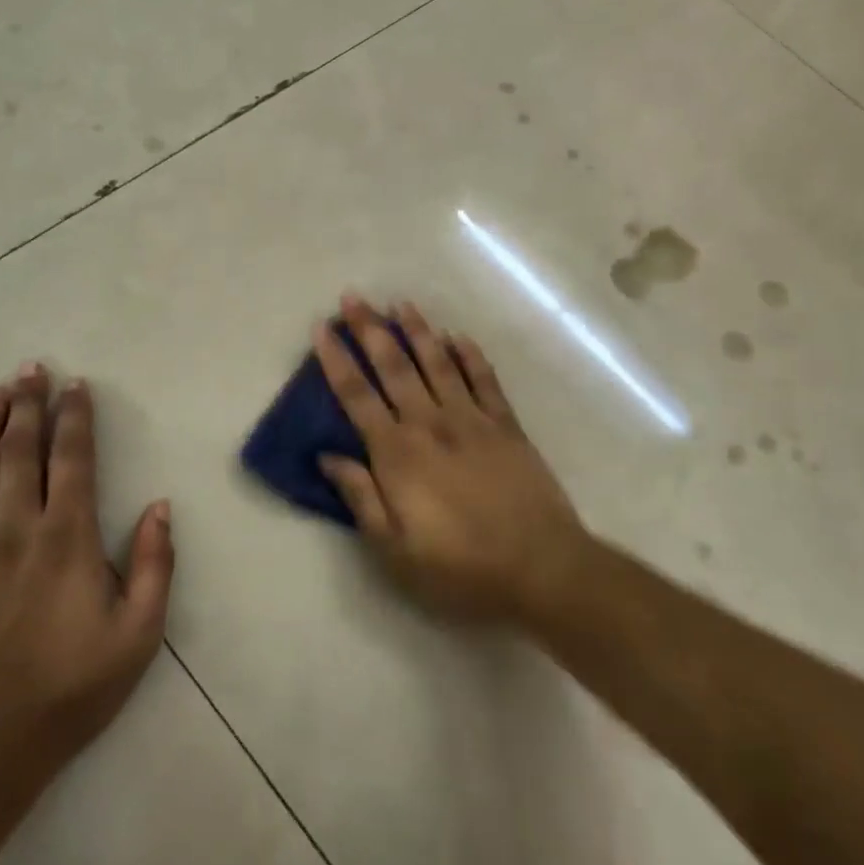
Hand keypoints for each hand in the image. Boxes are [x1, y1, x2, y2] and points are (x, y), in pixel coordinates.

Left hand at [0, 365, 173, 787]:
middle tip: (29, 369)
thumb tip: (159, 506)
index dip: (75, 417)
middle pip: (19, 451)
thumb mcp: (138, 634)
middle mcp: (12, 529)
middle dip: (27, 405)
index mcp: (66, 538)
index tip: (76, 385)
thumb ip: (155, 564)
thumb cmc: (69, 691)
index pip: (73, 459)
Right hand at [315, 296, 586, 624]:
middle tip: (354, 297)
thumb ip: (361, 498)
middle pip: (394, 366)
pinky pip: (485, 380)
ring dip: (417, 331)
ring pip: (438, 363)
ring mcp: (472, 419)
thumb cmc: (460, 567)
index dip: (336, 359)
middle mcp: (430, 424)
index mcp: (398, 454)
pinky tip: (458, 336)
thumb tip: (328, 457)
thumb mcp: (395, 549)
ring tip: (401, 303)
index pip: (357, 395)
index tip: (323, 327)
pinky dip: (470, 355)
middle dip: (370, 329)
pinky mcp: (506, 425)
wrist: (540, 567)